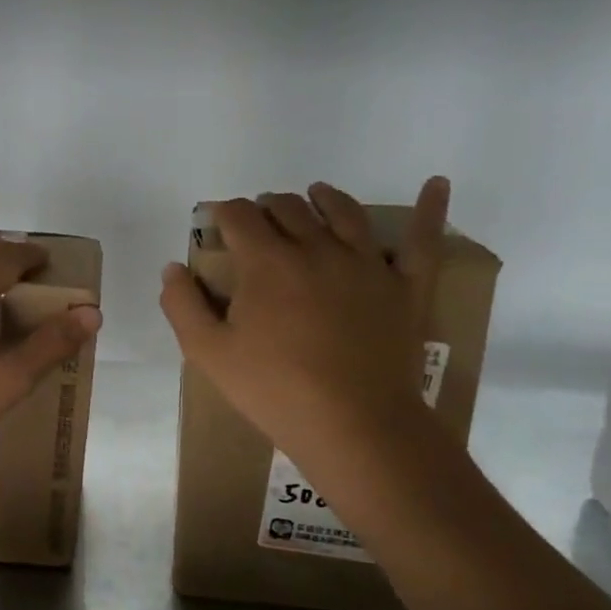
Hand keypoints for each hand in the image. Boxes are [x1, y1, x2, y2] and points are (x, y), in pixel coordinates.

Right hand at [159, 179, 450, 464]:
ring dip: (323, 198)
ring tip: (315, 196)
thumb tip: (174, 268)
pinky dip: (429, 209)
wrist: (354, 425)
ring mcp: (365, 263)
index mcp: (266, 261)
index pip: (239, 215)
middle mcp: (316, 247)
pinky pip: (421, 241)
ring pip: (343, 211)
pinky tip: (436, 183)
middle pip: (288, 207)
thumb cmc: (274, 390)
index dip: (223, 213)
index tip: (216, 224)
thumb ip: (183, 305)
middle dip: (266, 208)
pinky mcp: (404, 286)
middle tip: (257, 226)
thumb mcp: (209, 354)